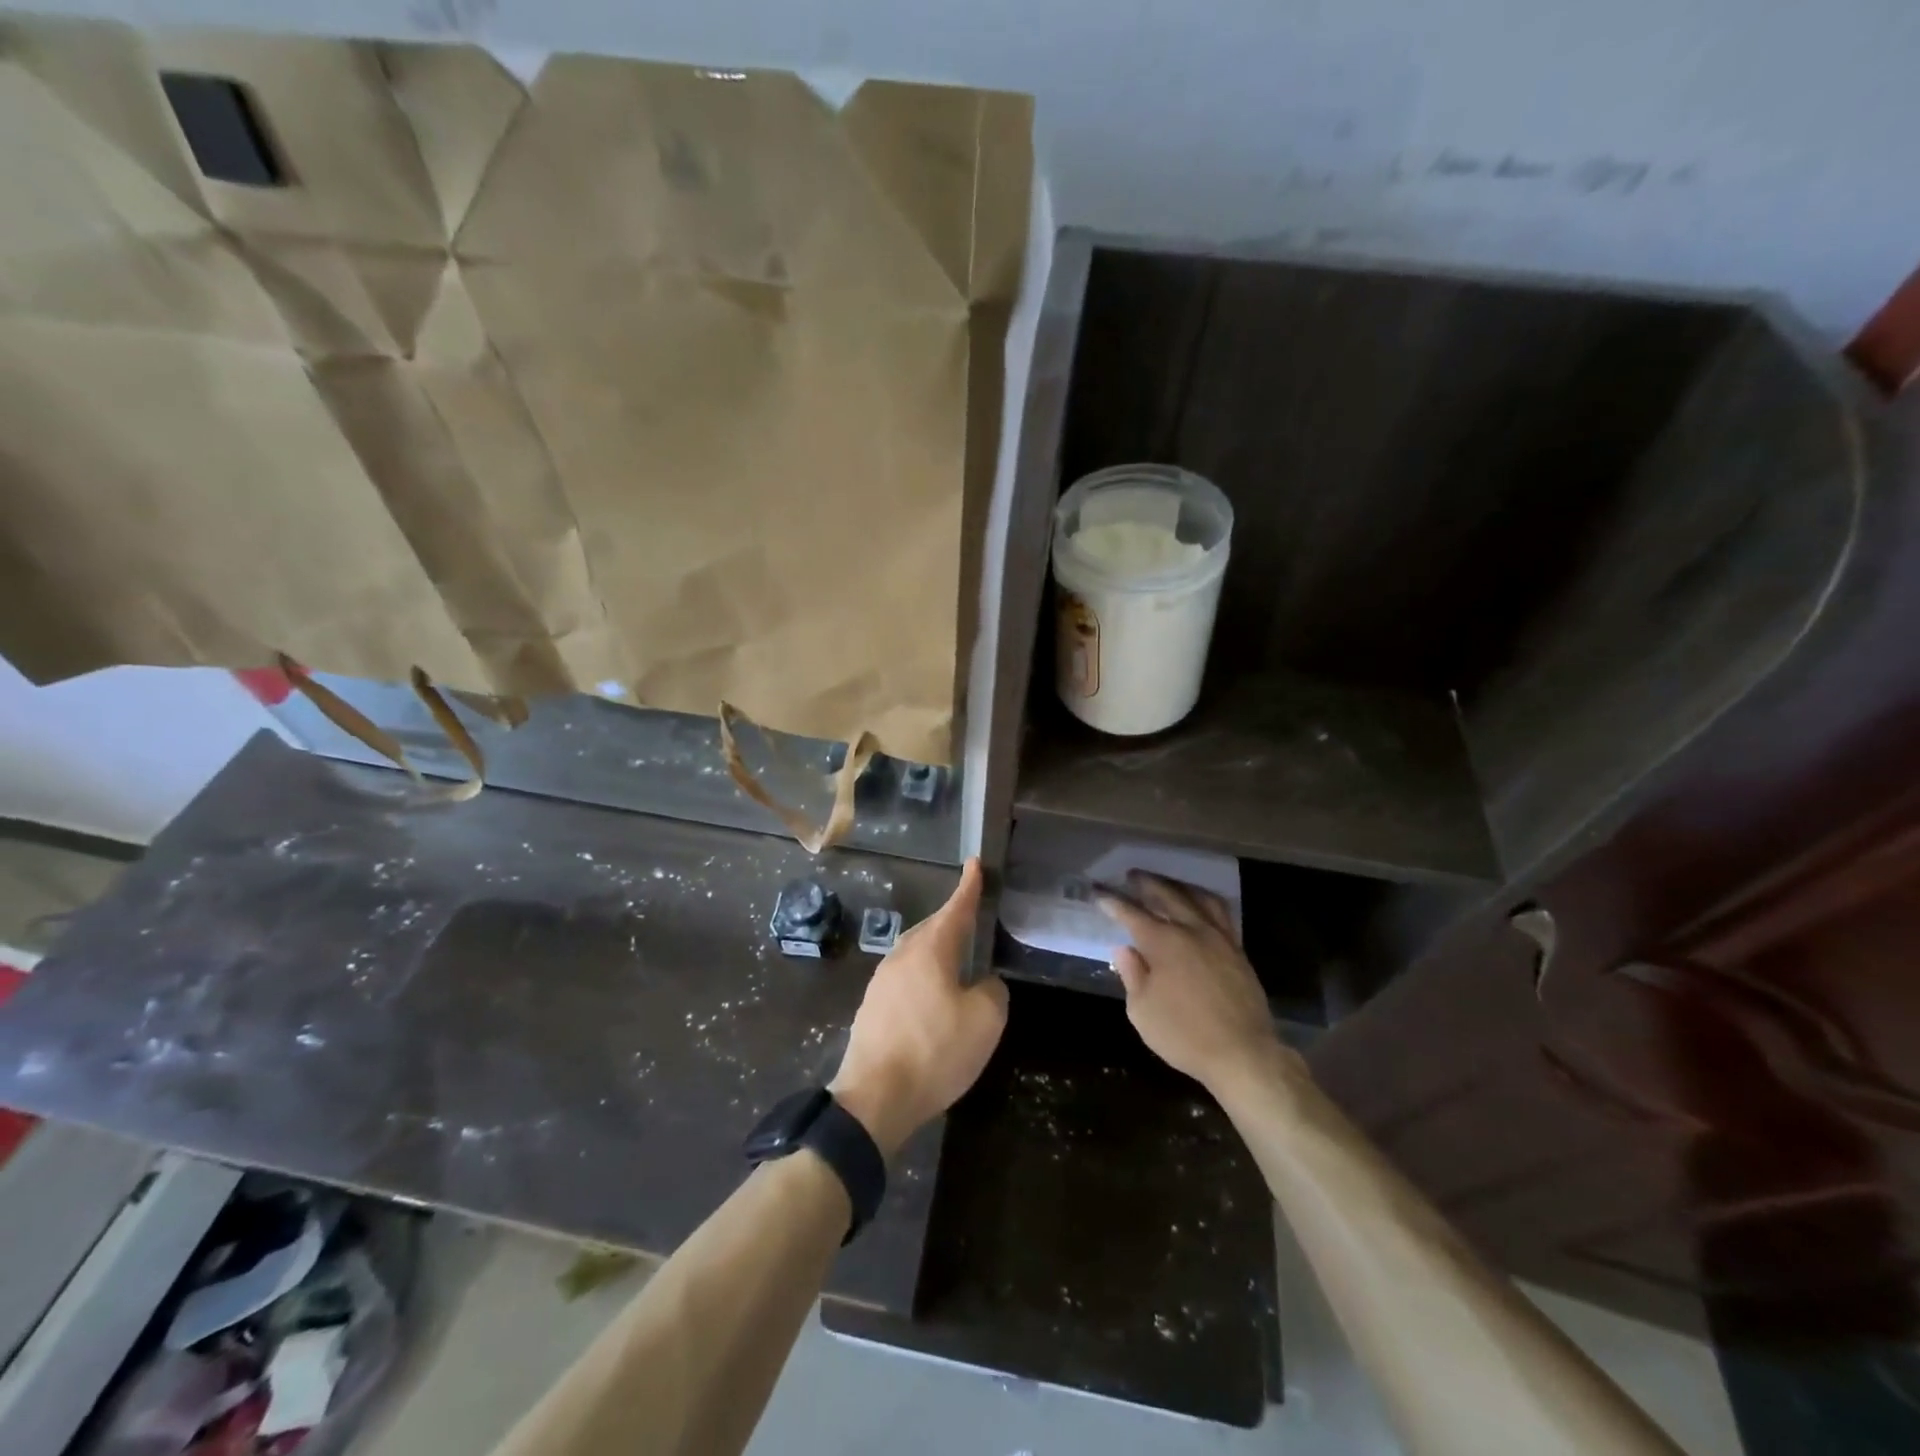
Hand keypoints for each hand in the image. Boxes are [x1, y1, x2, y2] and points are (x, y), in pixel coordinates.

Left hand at [830, 858, 1006, 1156]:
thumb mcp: (984, 1021)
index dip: (969, 886)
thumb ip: (992, 991)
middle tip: (972, 915)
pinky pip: (906, 977)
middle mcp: (902, 956)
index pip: (955, 908)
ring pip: (916, 953)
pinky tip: (935, 996)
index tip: (975, 863)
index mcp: (929, 950)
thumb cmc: (935, 1051)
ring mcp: (882, 981)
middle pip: (932, 928)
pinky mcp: (872, 1007)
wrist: (874, 1097)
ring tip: (958, 958)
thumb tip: (984, 983)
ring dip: (938, 950)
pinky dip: (925, 976)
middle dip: (953, 920)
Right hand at [1096, 872, 1299, 1099]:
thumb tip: (1125, 949)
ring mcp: (1219, 938)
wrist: (1243, 1054)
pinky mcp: (1238, 951)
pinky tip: (1199, 906)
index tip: (1098, 890)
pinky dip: (1204, 901)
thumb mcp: (1142, 1010)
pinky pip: (1221, 913)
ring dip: (1178, 886)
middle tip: (1131, 876)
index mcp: (1163, 942)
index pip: (1131, 913)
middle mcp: (1192, 930)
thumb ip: (1132, 974)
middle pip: (1167, 895)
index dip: (1112, 901)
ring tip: (1167, 883)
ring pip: (1198, 898)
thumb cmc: (1184, 1034)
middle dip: (1146, 883)